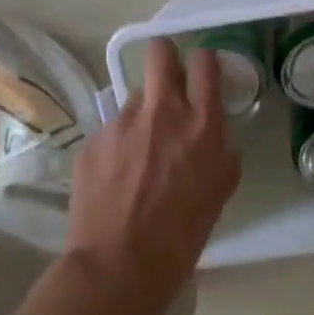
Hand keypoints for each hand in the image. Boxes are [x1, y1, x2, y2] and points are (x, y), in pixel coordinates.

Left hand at [66, 38, 241, 300]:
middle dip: (165, 58)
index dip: (204, 63)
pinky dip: (117, 145)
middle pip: (160, 53)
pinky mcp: (92, 140)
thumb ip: (221, 154)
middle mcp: (161, 112)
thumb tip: (215, 140)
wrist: (122, 261)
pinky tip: (117, 176)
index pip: (205, 63)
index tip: (202, 74)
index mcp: (201, 125)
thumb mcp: (219, 192)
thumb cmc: (182, 234)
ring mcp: (121, 123)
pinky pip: (110, 130)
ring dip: (141, 114)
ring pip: (133, 97)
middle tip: (167, 82)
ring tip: (139, 153)